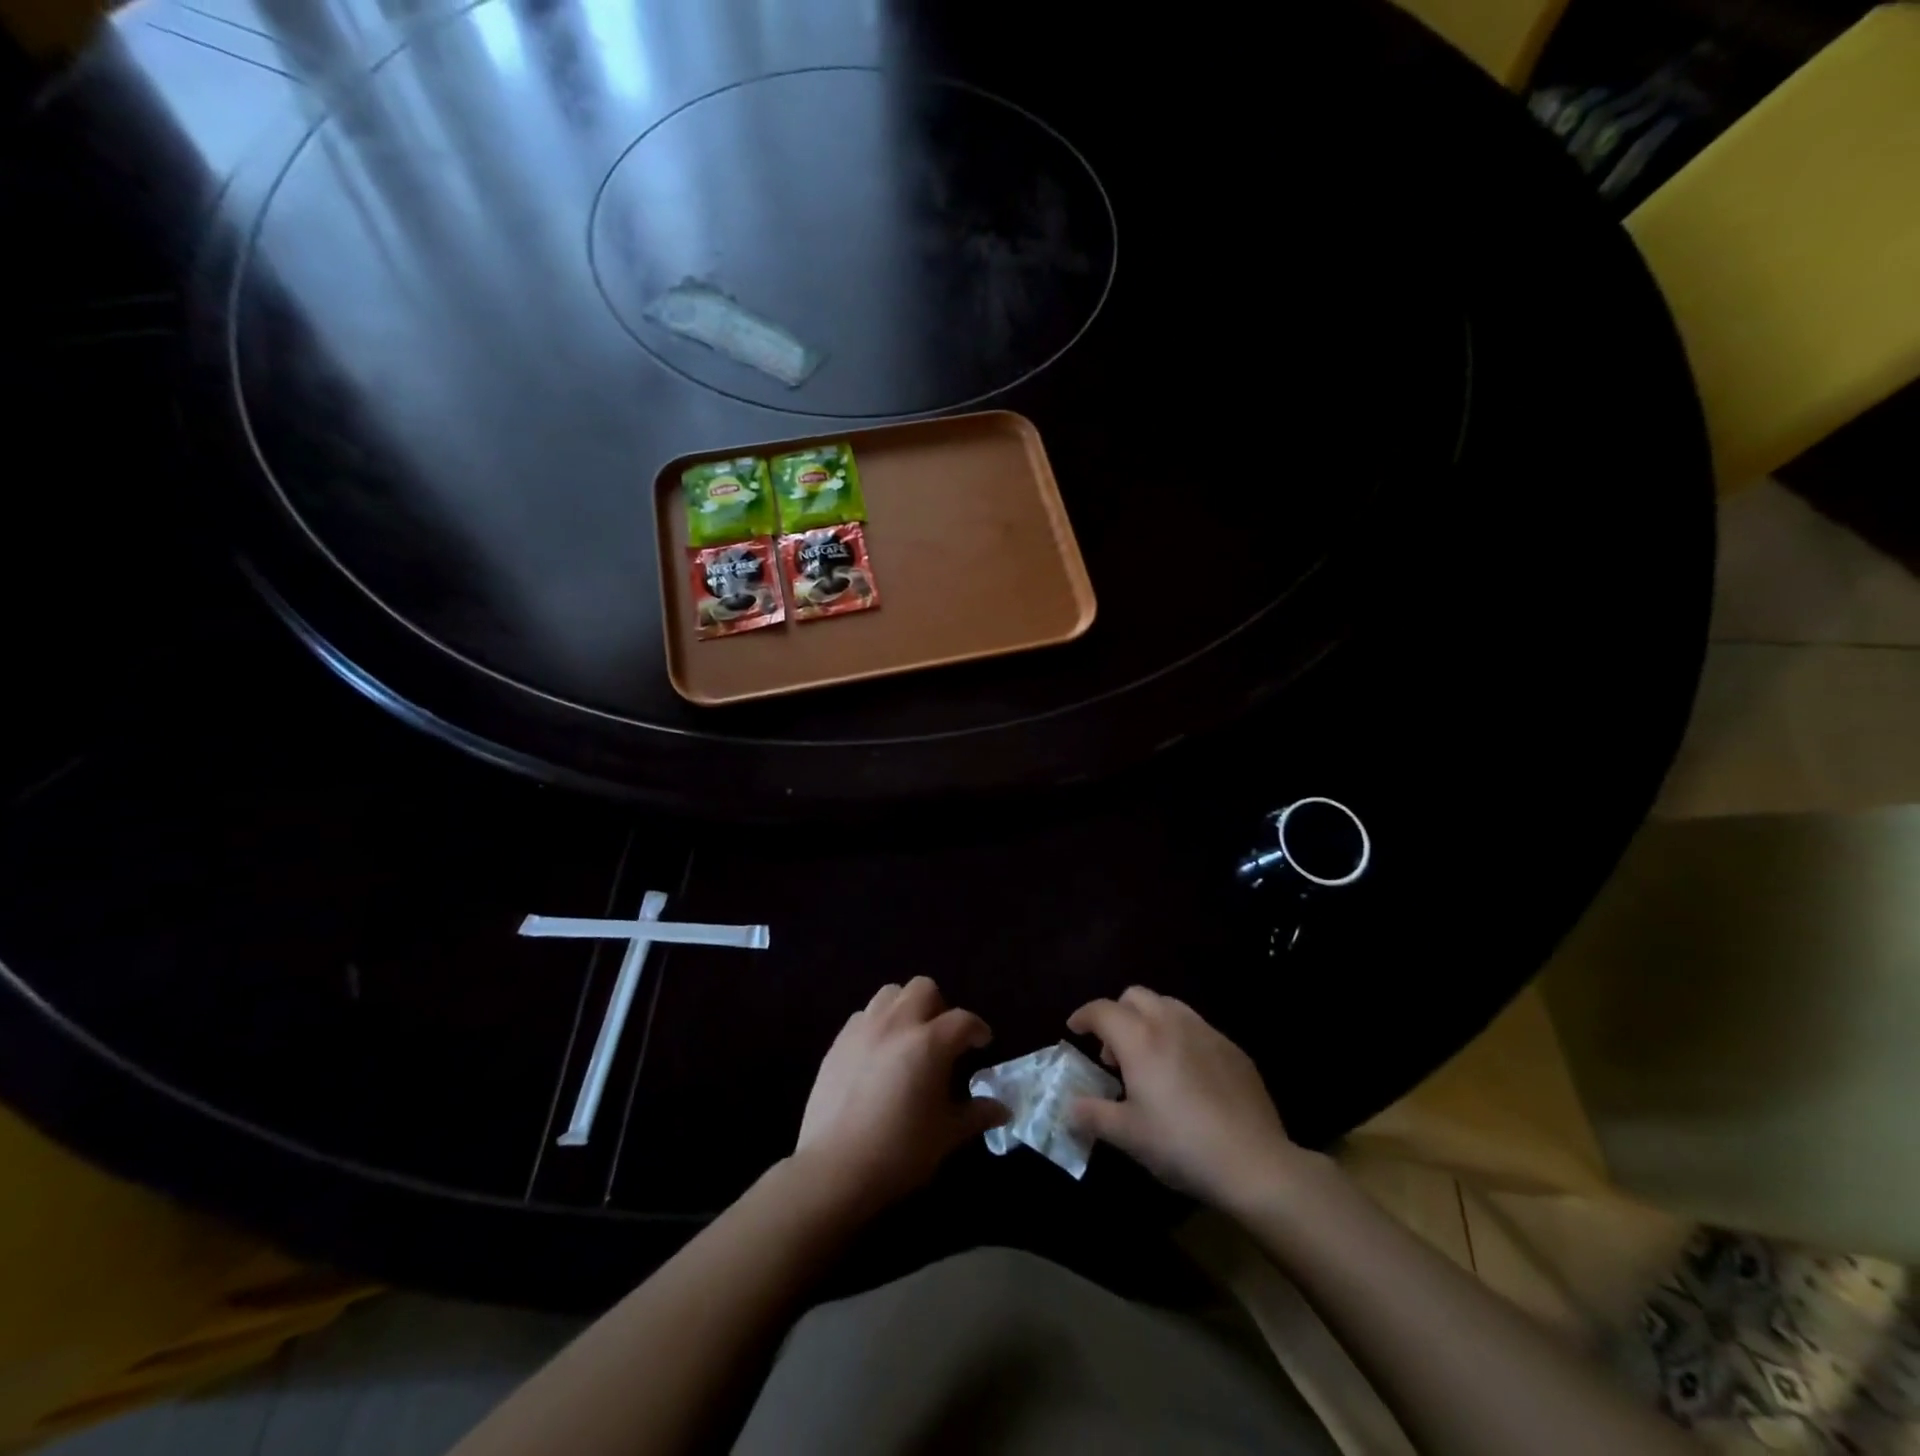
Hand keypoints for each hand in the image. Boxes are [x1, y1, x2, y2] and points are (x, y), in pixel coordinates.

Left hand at [794, 977, 1007, 1216]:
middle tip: (942, 1039)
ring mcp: (864, 1028)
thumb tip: (1002, 1109)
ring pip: (891, 993)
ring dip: (906, 1007)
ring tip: (909, 1038)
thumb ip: (977, 1114)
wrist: (834, 1168)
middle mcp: (897, 1024)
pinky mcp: (838, 1041)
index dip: (977, 1029)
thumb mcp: (947, 1135)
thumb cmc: (899, 1151)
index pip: (963, 1020)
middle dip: (939, 1007)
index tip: (981, 1044)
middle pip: (924, 988)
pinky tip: (879, 1054)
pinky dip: (878, 1024)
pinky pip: (864, 1015)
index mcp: (929, 1042)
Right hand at [1067, 988, 1304, 1210]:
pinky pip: (1197, 1027)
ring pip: (1168, 1005)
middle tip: (1113, 1051)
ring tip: (1150, 1058)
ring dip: (1149, 1020)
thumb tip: (1069, 1107)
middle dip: (1117, 1014)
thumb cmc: (1180, 1144)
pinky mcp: (1233, 1049)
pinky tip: (1186, 1074)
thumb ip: (1092, 1115)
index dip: (1083, 1016)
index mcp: (1140, 1039)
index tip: (1074, 1029)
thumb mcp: (1128, 1135)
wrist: (1254, 1162)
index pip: (1102, 1010)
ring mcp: (1206, 1032)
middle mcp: (1171, 1023)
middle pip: (1135, 996)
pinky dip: (1180, 1037)